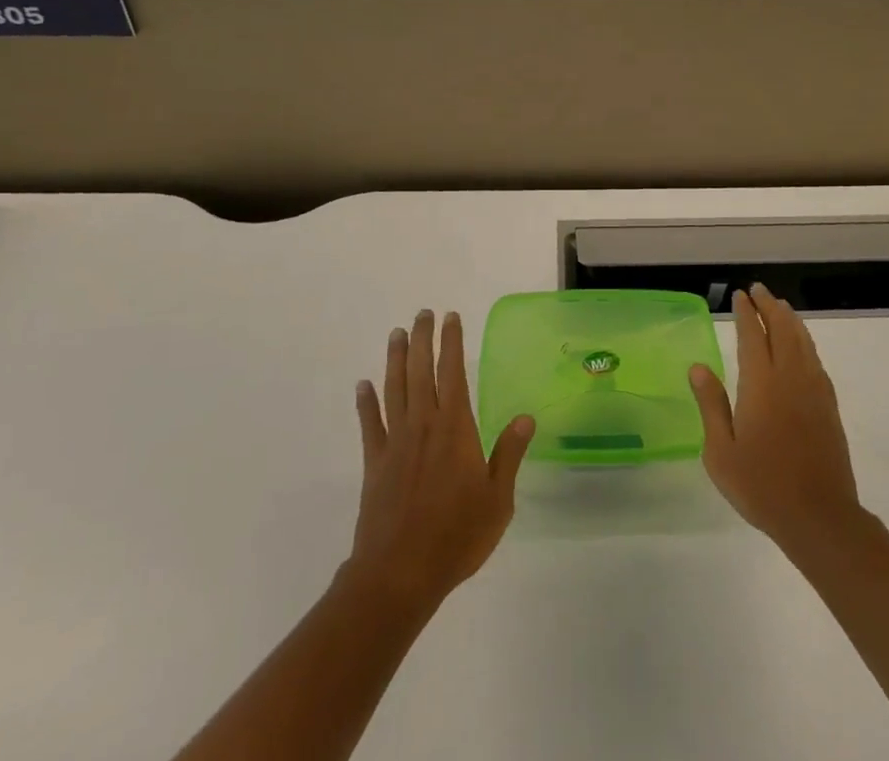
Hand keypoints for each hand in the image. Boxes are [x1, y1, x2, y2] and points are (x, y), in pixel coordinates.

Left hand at [350, 310, 534, 610]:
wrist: (399, 574)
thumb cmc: (456, 536)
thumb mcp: (497, 499)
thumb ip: (509, 454)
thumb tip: (526, 417)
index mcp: (455, 428)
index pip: (453, 372)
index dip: (452, 343)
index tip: (450, 318)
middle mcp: (423, 425)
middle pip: (420, 371)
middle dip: (421, 340)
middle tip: (422, 314)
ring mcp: (395, 442)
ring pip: (394, 389)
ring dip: (394, 359)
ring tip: (396, 334)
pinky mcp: (375, 464)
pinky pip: (370, 424)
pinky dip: (366, 402)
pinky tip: (363, 385)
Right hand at [690, 285, 863, 556]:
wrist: (819, 517)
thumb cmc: (761, 486)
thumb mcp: (721, 451)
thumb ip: (711, 405)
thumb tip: (698, 367)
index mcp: (761, 384)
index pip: (753, 336)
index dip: (746, 313)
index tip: (739, 295)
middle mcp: (790, 377)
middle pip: (782, 330)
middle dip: (769, 306)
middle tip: (759, 290)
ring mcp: (813, 390)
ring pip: (803, 341)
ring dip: (790, 319)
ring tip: (780, 306)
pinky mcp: (828, 406)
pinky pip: (815, 360)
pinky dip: (806, 342)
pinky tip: (801, 346)